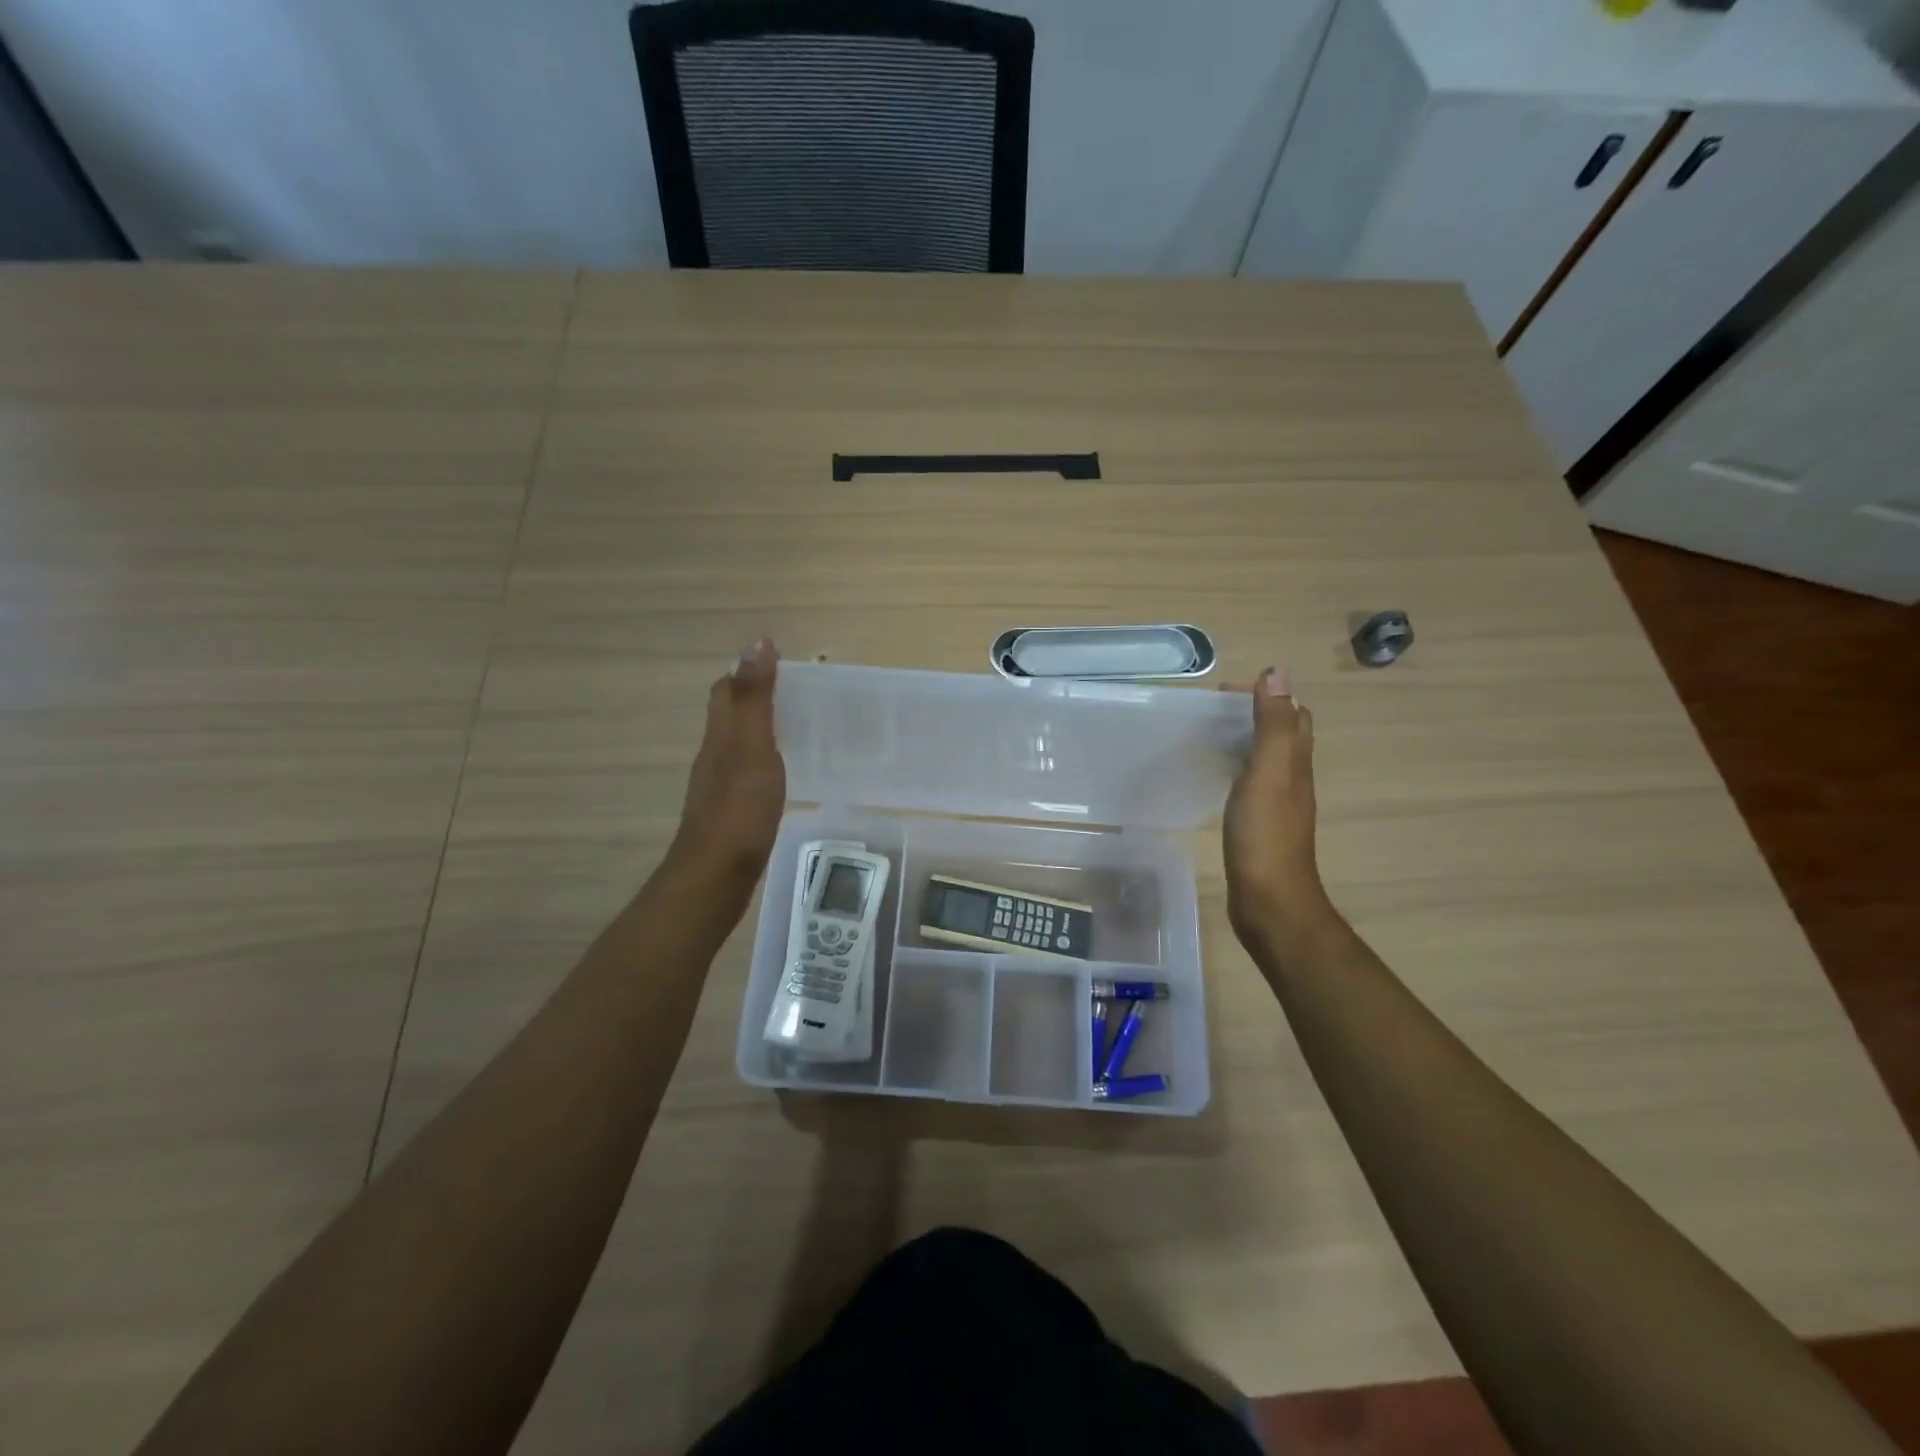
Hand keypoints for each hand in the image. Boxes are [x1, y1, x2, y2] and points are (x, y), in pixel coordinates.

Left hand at [668, 638, 786, 886]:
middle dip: (753, 698)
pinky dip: (763, 761)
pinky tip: (781, 773)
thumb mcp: (752, 748)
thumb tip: (756, 641)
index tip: (778, 662)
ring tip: (794, 726)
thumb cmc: (738, 810)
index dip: (746, 672)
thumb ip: (755, 698)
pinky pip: (746, 773)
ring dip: (758, 729)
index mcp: (720, 736)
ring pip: (737, 745)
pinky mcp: (730, 812)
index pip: (726, 692)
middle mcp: (715, 756)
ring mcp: (720, 786)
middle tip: (793, 692)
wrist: (716, 877)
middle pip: (729, 716)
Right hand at [1223, 666, 1330, 947]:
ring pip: (1266, 759)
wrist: (1269, 901)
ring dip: (1244, 740)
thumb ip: (1273, 724)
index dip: (1266, 695)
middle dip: (1254, 713)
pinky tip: (1213, 776)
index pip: (1293, 715)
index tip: (1223, 692)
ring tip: (1206, 735)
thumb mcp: (1268, 772)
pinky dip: (1234, 768)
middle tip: (1211, 711)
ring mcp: (1277, 804)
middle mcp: (1292, 779)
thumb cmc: (1266, 836)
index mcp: (1296, 763)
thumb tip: (1278, 672)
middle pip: (1282, 735)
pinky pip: (1250, 784)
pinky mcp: (1260, 825)